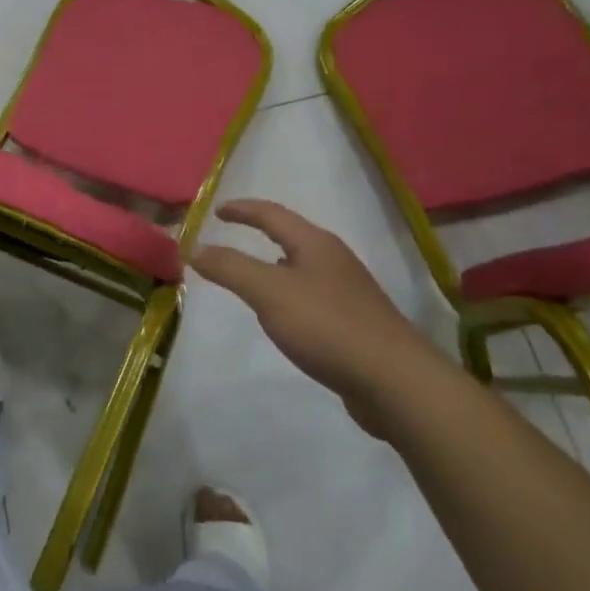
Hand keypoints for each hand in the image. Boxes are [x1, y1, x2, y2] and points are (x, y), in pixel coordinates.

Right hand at [190, 199, 442, 436]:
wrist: (394, 380)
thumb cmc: (326, 325)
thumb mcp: (268, 292)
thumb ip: (230, 267)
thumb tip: (195, 248)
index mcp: (316, 244)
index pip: (273, 214)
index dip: (243, 210)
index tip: (217, 211)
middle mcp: (335, 261)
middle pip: (293, 238)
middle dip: (262, 234)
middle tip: (233, 238)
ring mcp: (349, 294)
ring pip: (304, 269)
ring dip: (276, 267)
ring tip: (253, 278)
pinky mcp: (354, 325)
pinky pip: (312, 298)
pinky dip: (289, 297)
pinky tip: (284, 318)